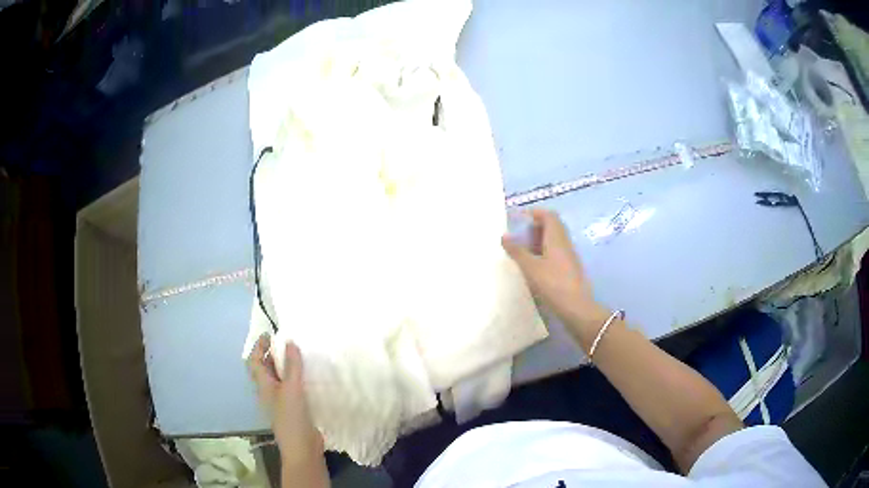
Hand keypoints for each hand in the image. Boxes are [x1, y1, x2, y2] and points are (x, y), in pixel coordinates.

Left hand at [248, 335, 322, 460]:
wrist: (302, 448)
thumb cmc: (292, 418)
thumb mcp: (292, 390)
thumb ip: (292, 366)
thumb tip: (289, 342)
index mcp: (264, 386)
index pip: (254, 362)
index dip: (258, 347)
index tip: (269, 334)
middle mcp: (269, 392)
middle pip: (265, 369)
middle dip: (271, 354)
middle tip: (285, 341)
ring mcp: (281, 401)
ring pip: (279, 378)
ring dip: (284, 365)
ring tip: (297, 354)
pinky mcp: (294, 409)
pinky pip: (291, 387)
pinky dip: (296, 377)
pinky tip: (308, 376)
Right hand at [501, 209, 608, 340]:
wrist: (576, 306)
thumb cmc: (552, 283)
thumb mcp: (530, 267)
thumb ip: (517, 251)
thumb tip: (504, 236)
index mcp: (556, 237)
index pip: (549, 215)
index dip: (535, 213)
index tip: (520, 218)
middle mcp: (565, 242)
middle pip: (553, 226)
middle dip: (536, 226)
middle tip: (520, 235)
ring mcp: (569, 255)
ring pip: (555, 239)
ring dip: (540, 240)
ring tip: (524, 250)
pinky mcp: (570, 267)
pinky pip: (557, 251)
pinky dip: (545, 251)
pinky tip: (535, 264)